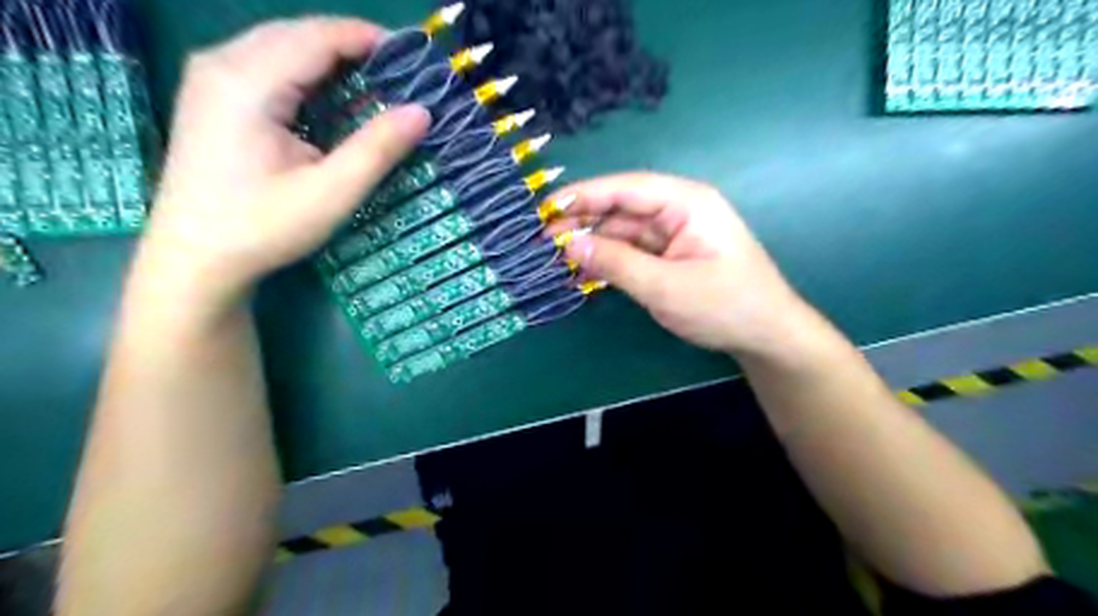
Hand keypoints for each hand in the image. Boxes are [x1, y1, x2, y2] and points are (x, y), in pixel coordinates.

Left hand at [145, 17, 433, 304]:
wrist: (195, 257)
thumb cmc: (263, 227)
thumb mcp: (331, 193)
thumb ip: (377, 149)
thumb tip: (422, 112)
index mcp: (248, 82)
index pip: (317, 37)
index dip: (368, 39)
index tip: (412, 57)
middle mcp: (221, 64)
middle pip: (297, 33)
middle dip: (351, 45)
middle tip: (399, 73)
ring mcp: (210, 76)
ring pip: (281, 44)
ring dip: (330, 57)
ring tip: (374, 80)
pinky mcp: (212, 94)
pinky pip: (267, 63)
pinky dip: (307, 71)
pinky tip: (331, 95)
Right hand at [546, 171, 804, 354]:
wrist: (766, 336)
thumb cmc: (724, 306)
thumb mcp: (665, 286)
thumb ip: (615, 263)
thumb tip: (570, 243)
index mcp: (687, 202)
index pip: (628, 188)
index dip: (586, 194)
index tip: (549, 206)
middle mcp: (679, 211)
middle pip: (623, 208)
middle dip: (585, 221)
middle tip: (546, 238)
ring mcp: (675, 234)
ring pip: (624, 231)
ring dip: (594, 243)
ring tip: (557, 256)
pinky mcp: (671, 256)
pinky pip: (633, 251)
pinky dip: (609, 259)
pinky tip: (584, 268)